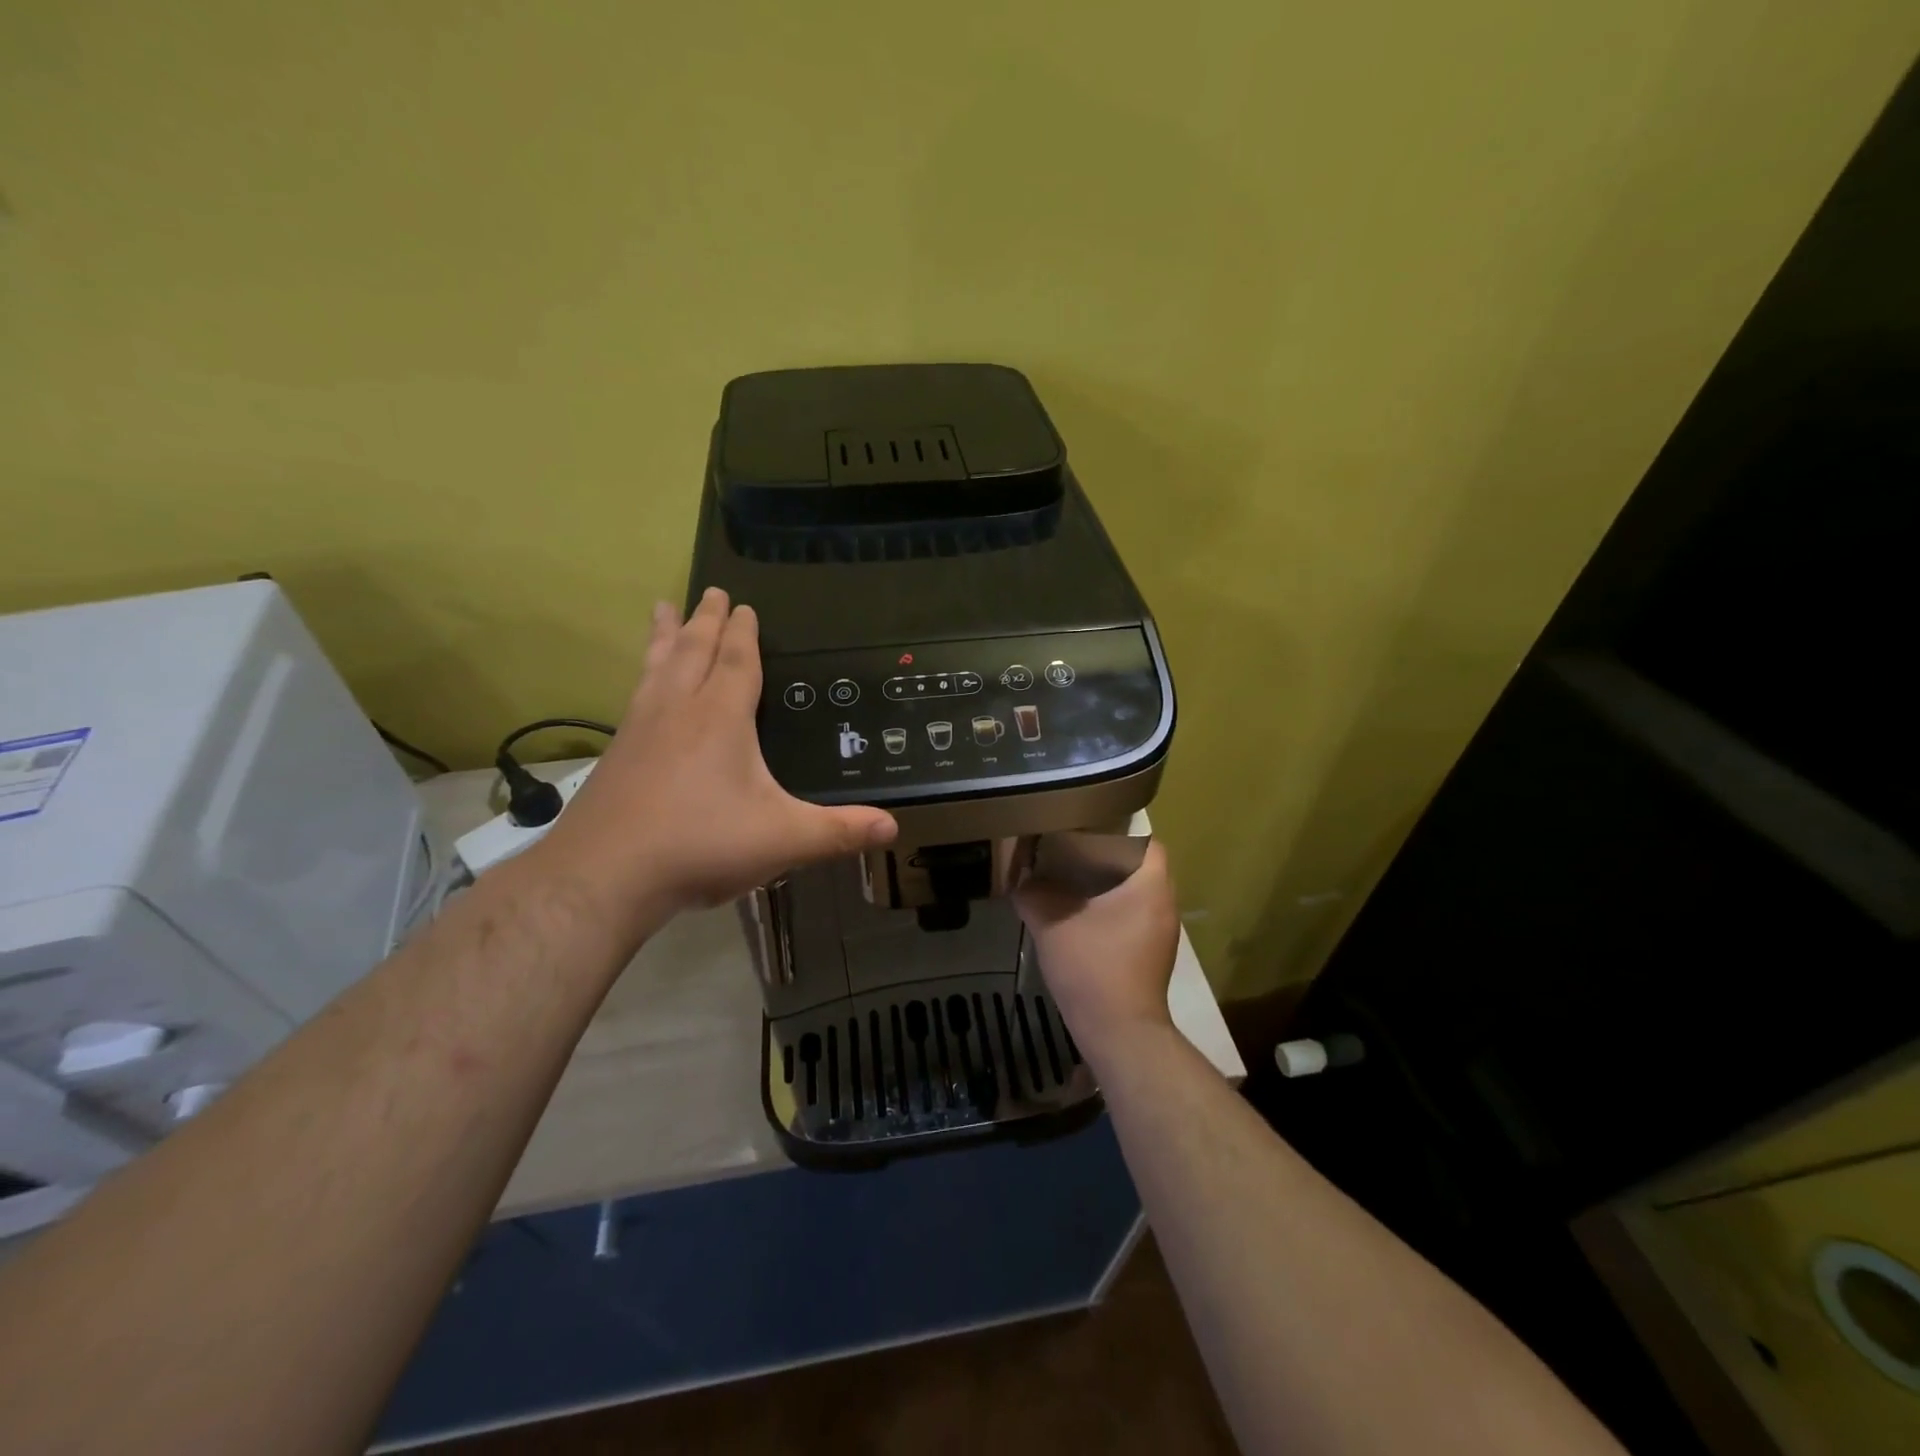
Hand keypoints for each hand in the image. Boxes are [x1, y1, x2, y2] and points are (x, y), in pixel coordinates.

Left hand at [536, 588, 896, 937]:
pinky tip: (641, 686)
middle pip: (693, 650)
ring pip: (657, 666)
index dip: (743, 633)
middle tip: (710, 591)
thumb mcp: (783, 840)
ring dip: (666, 636)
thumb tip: (893, 826)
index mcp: (720, 718)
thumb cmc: (701, 845)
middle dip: (705, 620)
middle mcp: (678, 710)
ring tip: (663, 609)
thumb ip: (838, 832)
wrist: (606, 875)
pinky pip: (635, 694)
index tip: (744, 605)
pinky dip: (643, 674)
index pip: (735, 661)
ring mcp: (640, 729)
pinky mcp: (616, 754)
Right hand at [1015, 841, 1180, 1062]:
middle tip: (1075, 850)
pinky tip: (1081, 916)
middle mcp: (1165, 905)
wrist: (1119, 1033)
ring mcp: (1162, 933)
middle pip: (1143, 867)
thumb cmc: (1093, 968)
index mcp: (1151, 887)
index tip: (1090, 829)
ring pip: (1139, 894)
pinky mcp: (1153, 956)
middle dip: (1110, 858)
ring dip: (1111, 886)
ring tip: (1074, 879)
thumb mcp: (1052, 924)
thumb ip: (1034, 895)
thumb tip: (1020, 880)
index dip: (1122, 831)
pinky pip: (1135, 918)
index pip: (1149, 842)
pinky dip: (1113, 910)